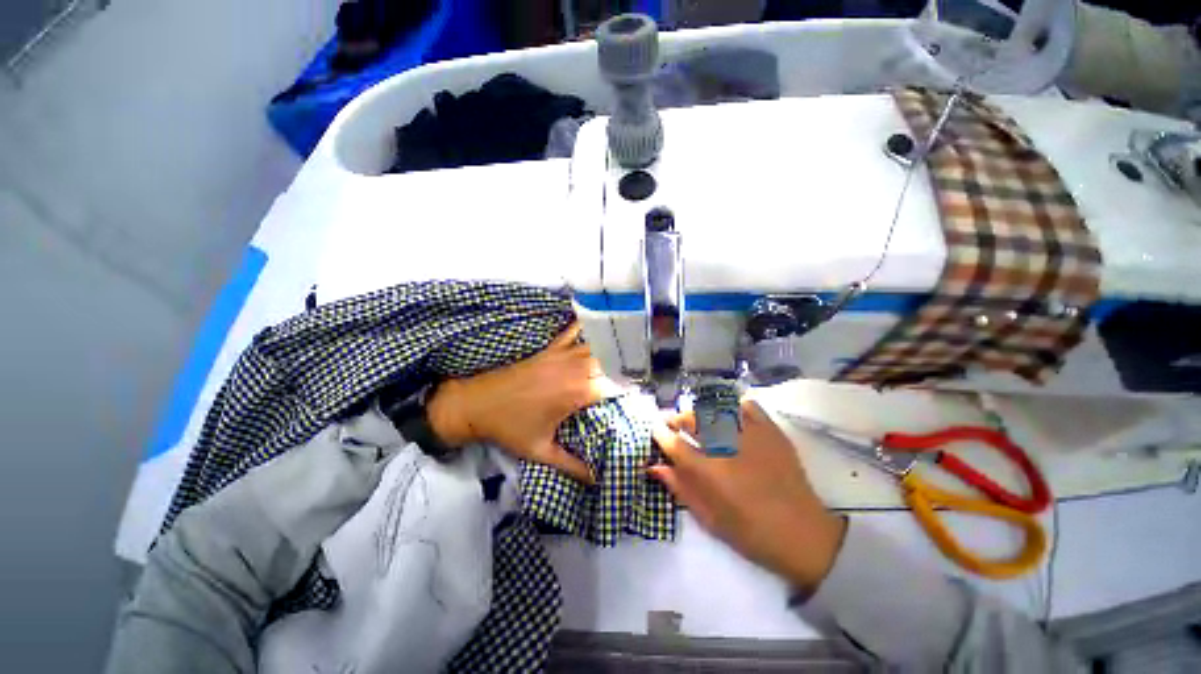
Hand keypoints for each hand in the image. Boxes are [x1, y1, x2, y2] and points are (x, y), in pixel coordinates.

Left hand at [427, 322, 619, 483]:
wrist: (476, 404)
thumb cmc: (509, 428)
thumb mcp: (541, 451)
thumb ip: (571, 466)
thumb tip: (595, 480)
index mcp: (576, 393)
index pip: (613, 388)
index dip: (629, 393)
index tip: (639, 399)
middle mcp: (574, 370)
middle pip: (610, 364)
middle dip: (625, 371)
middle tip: (635, 380)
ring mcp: (561, 356)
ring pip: (595, 347)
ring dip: (611, 352)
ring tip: (624, 358)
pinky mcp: (549, 350)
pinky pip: (571, 333)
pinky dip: (584, 329)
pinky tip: (594, 325)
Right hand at [649, 399, 846, 590]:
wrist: (803, 534)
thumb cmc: (751, 533)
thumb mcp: (709, 518)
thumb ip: (680, 488)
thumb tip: (654, 466)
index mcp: (709, 472)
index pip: (674, 444)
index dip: (660, 433)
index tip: (655, 430)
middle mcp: (726, 447)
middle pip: (691, 420)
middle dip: (676, 419)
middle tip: (673, 424)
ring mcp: (750, 436)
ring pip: (715, 410)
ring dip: (700, 413)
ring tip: (698, 421)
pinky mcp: (770, 431)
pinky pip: (747, 406)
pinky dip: (733, 407)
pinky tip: (729, 417)